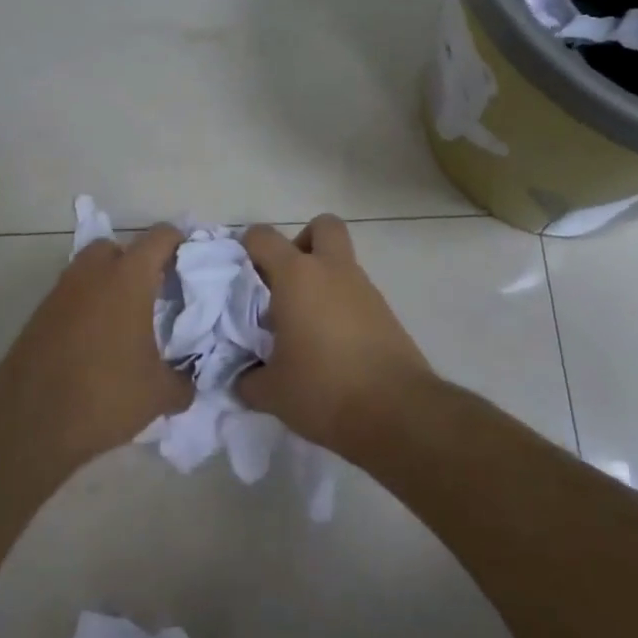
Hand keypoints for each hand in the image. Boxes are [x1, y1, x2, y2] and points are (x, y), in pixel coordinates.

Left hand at [0, 225, 190, 470]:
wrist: (27, 426)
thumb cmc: (103, 396)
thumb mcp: (158, 394)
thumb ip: (183, 381)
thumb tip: (190, 381)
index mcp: (128, 279)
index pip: (160, 237)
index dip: (179, 243)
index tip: (190, 263)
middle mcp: (92, 274)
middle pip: (116, 247)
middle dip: (135, 262)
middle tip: (153, 293)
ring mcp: (60, 293)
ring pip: (89, 270)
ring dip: (107, 283)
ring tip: (125, 321)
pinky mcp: (38, 316)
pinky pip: (70, 297)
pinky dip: (86, 307)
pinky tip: (96, 342)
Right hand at [237, 214, 433, 455]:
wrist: (396, 411)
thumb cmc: (323, 390)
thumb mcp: (271, 391)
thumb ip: (248, 378)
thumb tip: (243, 377)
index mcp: (297, 276)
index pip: (263, 238)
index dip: (247, 248)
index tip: (240, 276)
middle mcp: (333, 270)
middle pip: (322, 226)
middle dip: (302, 242)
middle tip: (286, 281)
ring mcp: (364, 289)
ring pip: (341, 262)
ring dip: (323, 279)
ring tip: (304, 326)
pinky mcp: (385, 312)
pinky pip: (356, 293)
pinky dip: (341, 305)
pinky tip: (330, 345)